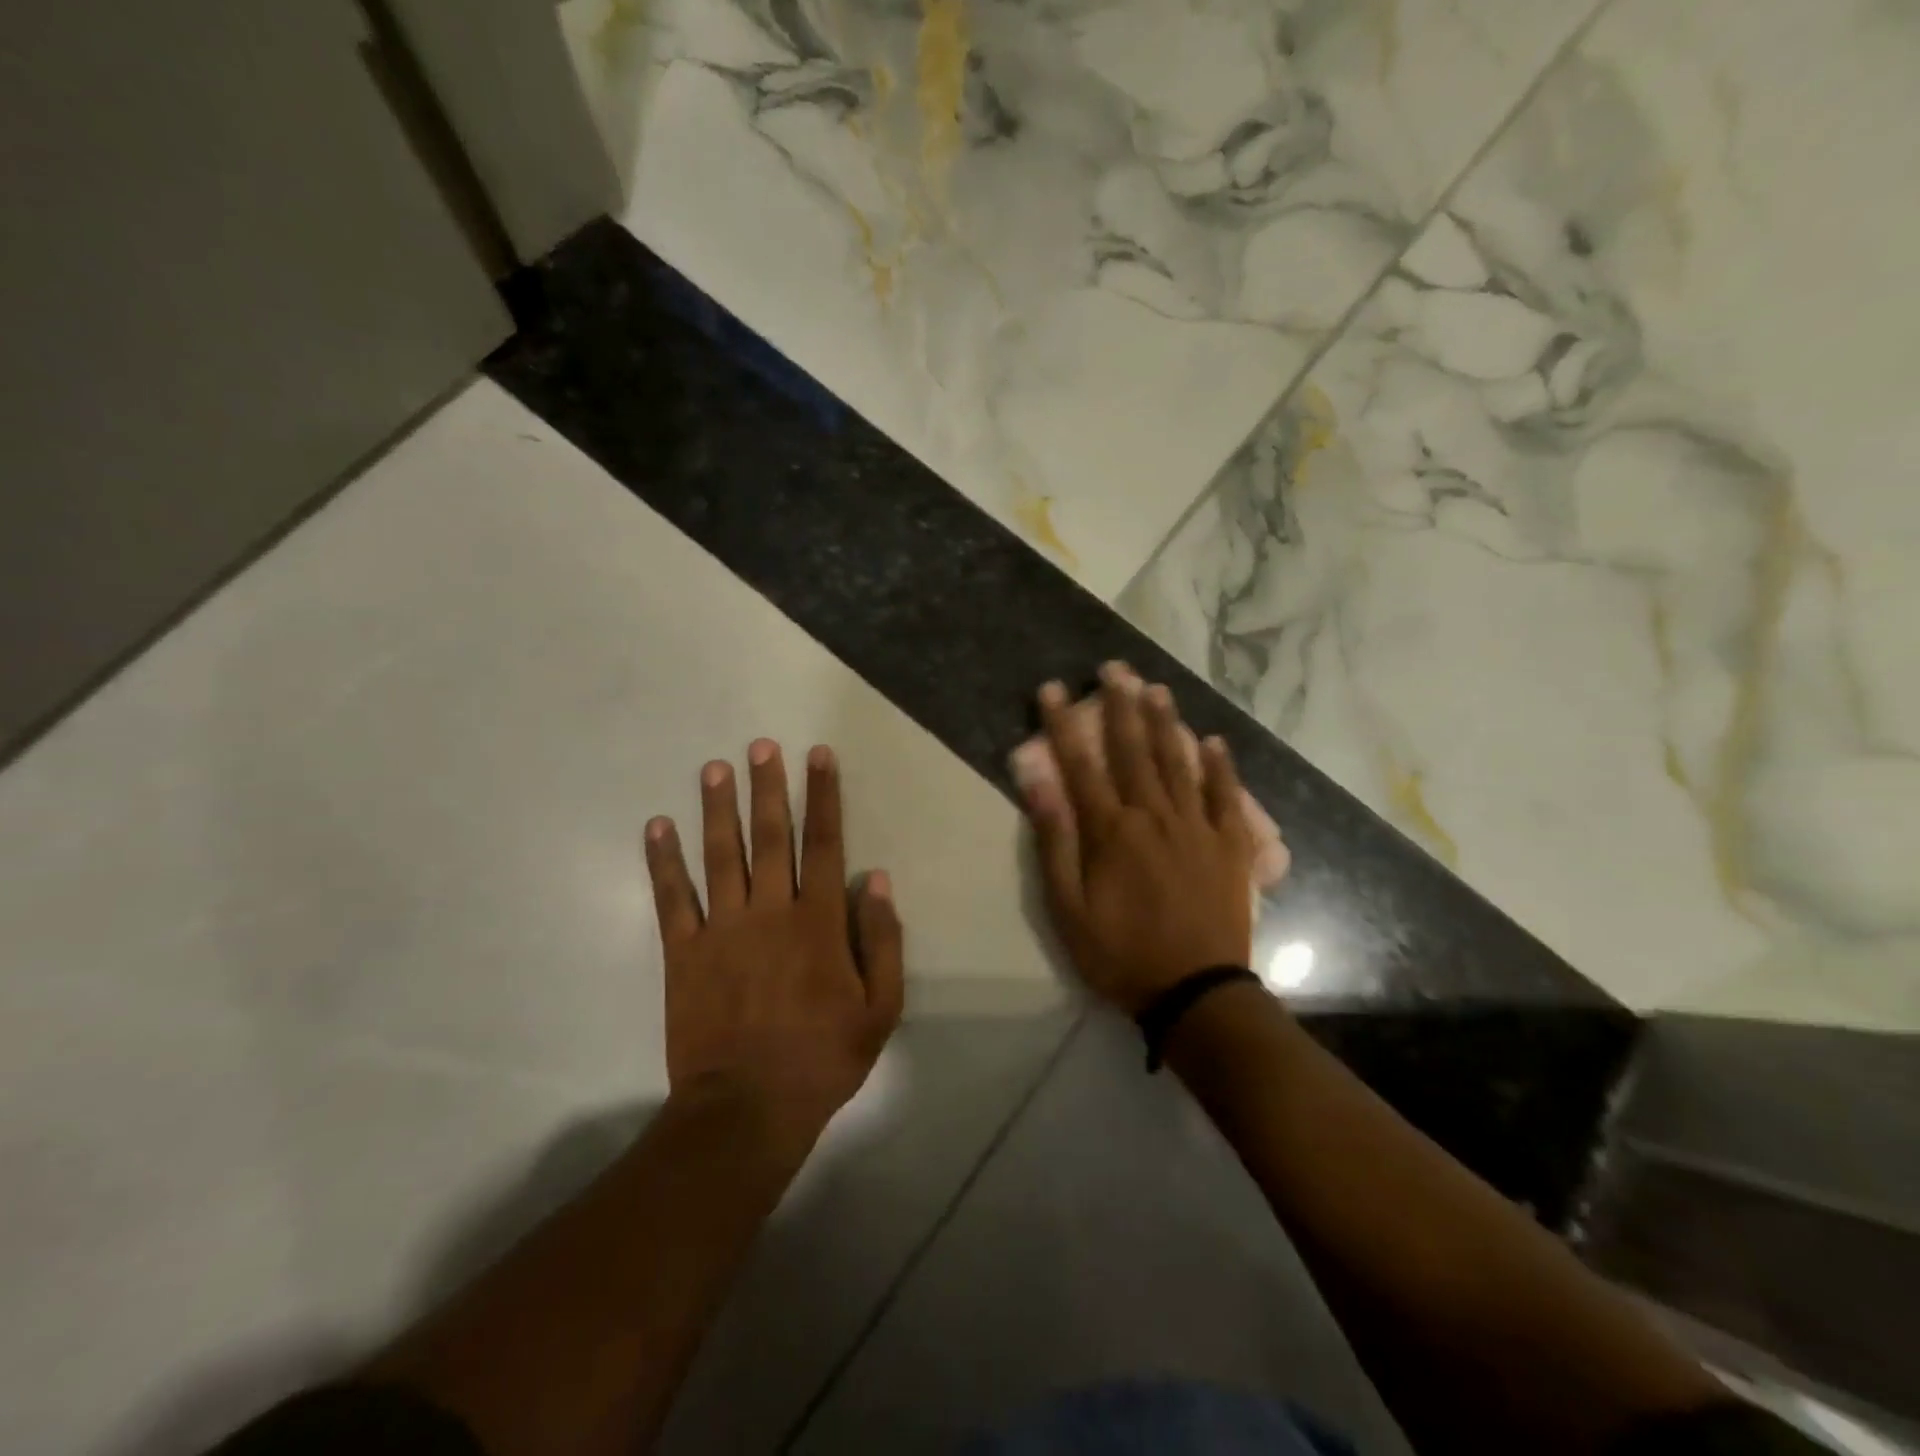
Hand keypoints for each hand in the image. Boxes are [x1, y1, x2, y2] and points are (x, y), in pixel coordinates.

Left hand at [644, 740, 903, 1141]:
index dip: (823, 796)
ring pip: (720, 855)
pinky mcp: (682, 953)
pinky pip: (672, 898)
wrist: (747, 1109)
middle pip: (770, 836)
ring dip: (718, 808)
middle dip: (768, 787)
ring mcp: (721, 930)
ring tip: (714, 768)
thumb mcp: (880, 1010)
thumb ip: (882, 942)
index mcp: (818, 922)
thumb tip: (878, 881)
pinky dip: (663, 861)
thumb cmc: (822, 1058)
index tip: (817, 756)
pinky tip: (657, 826)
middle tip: (761, 745)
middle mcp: (769, 912)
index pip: (824, 844)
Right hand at [1021, 664, 1256, 1014]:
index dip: (1063, 723)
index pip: (1081, 763)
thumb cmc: (1120, 953)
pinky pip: (1226, 796)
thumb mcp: (1068, 907)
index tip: (1053, 688)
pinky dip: (1221, 767)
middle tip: (1115, 668)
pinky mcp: (1230, 846)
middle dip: (1120, 705)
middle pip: (1134, 750)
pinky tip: (1215, 741)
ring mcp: (1197, 827)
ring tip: (1156, 688)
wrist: (1195, 993)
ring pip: (1179, 762)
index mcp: (1111, 830)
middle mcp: (1154, 815)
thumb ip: (1055, 840)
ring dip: (1166, 722)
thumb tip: (1037, 782)